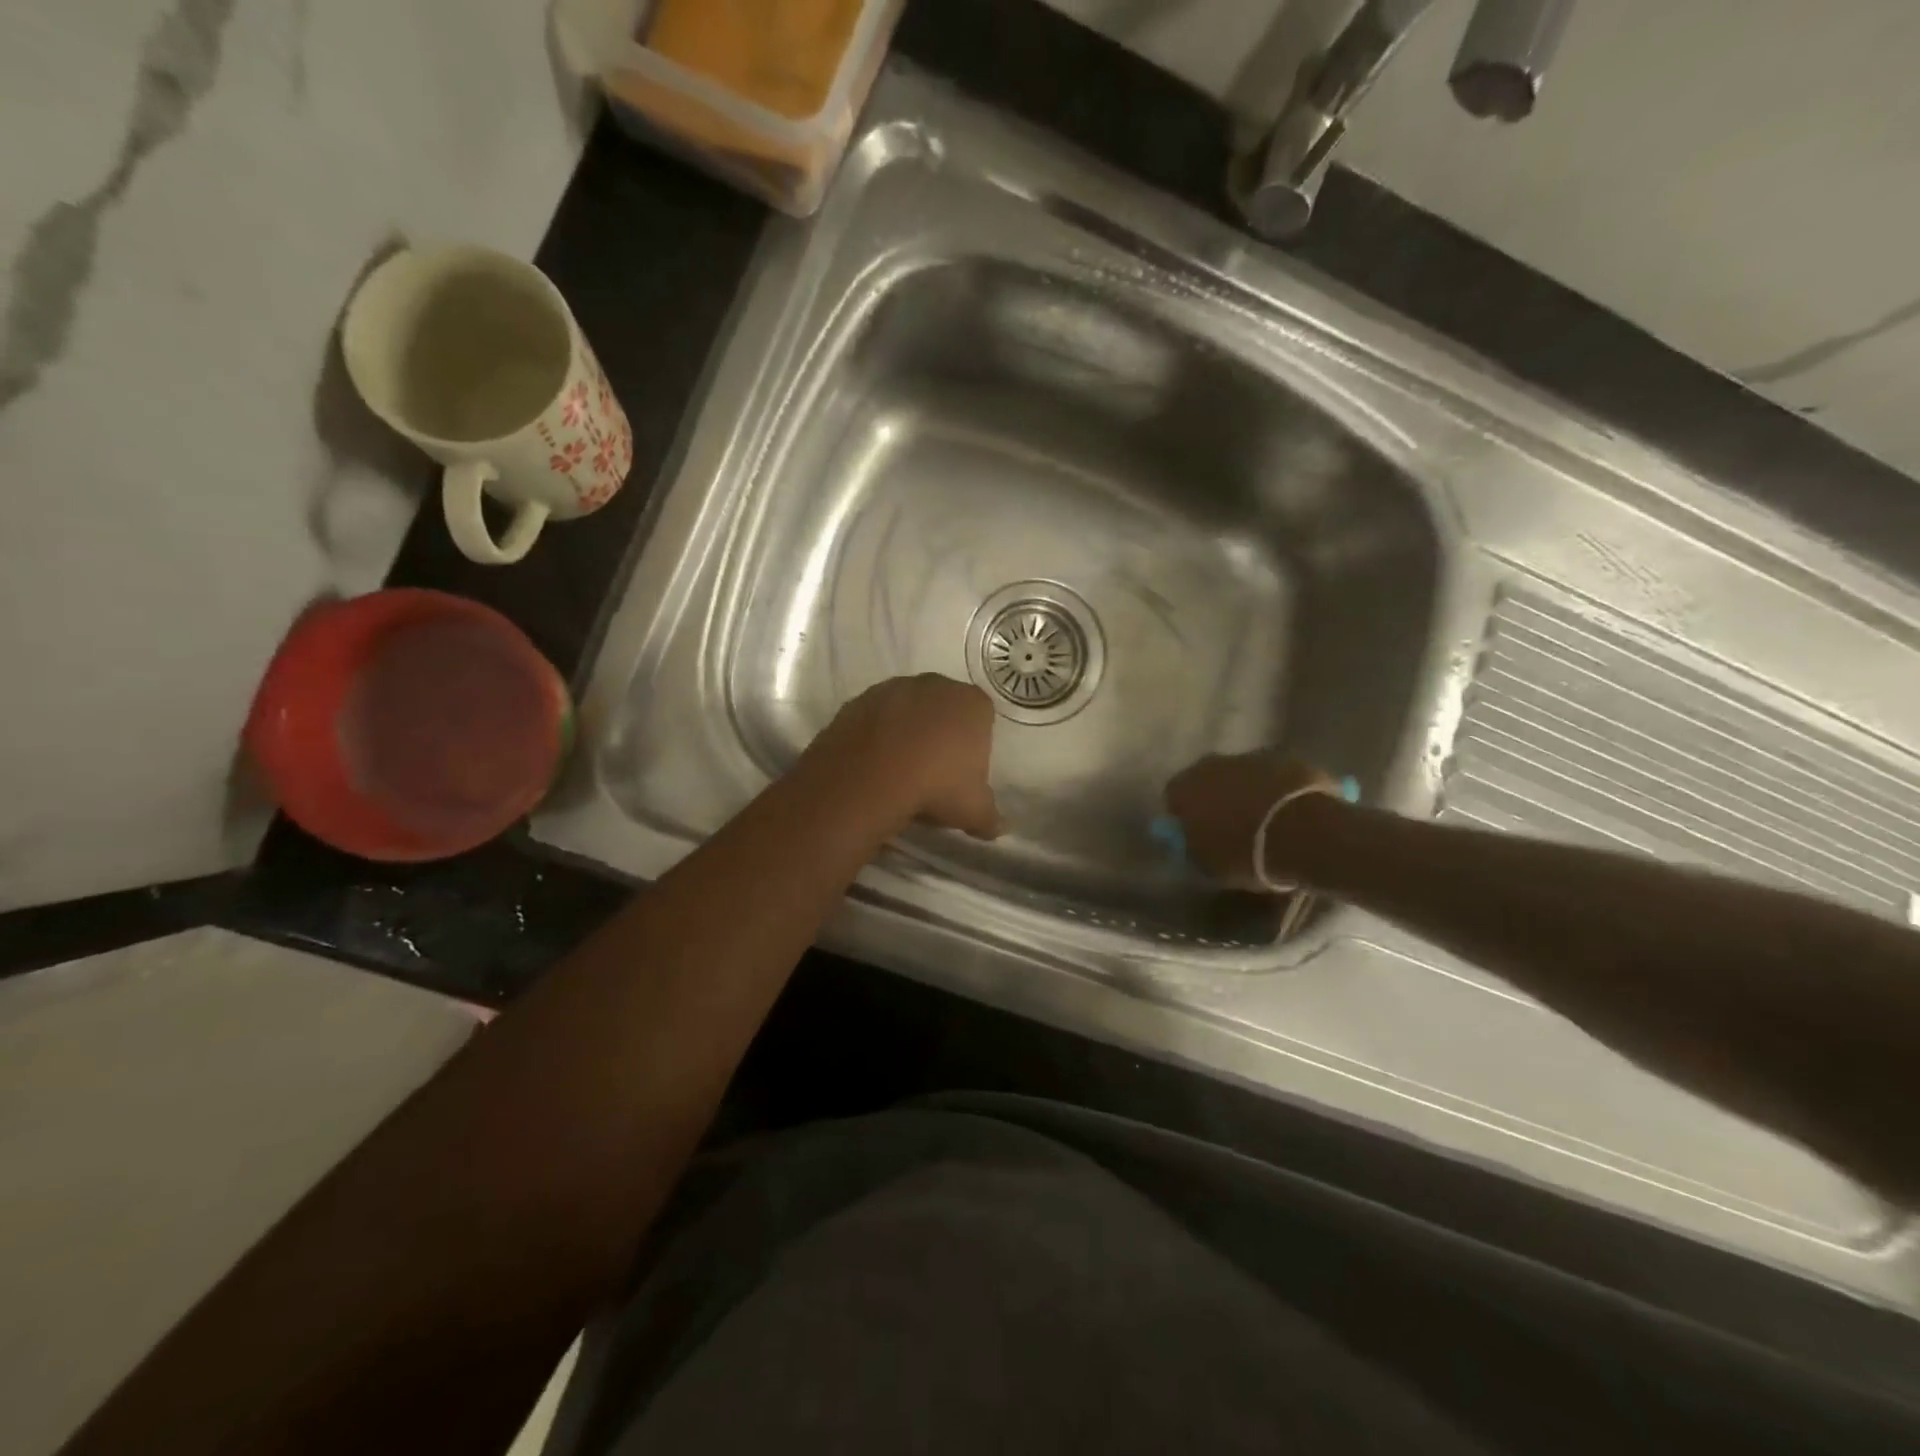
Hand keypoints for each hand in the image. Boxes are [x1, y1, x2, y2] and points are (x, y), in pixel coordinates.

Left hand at [807, 675, 1001, 839]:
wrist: (869, 778)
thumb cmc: (936, 787)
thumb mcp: (974, 812)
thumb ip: (990, 818)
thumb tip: (997, 828)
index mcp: (972, 703)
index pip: (982, 717)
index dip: (974, 744)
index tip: (963, 771)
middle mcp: (935, 685)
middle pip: (943, 707)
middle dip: (940, 732)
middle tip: (933, 770)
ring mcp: (894, 688)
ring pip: (907, 709)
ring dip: (906, 731)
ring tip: (899, 769)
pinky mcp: (859, 700)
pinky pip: (875, 717)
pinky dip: (876, 734)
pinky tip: (873, 763)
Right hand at [1165, 751, 1337, 890]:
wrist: (1305, 833)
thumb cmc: (1248, 854)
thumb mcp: (1211, 865)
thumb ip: (1194, 849)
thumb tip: (1191, 843)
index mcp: (1184, 788)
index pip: (1172, 798)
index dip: (1184, 817)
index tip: (1197, 835)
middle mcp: (1210, 764)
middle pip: (1207, 780)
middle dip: (1216, 798)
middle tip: (1231, 826)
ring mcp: (1250, 756)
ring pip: (1241, 774)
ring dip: (1247, 791)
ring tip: (1265, 821)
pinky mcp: (1286, 757)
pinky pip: (1273, 775)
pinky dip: (1276, 789)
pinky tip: (1289, 813)